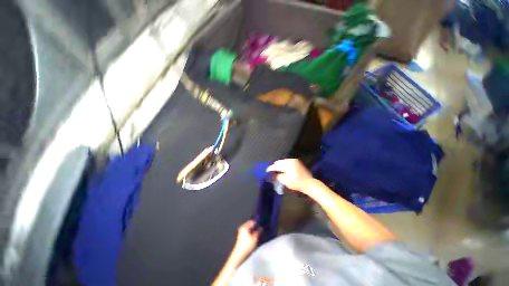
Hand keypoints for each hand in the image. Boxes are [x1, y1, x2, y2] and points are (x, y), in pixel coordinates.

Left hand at [233, 220, 261, 258]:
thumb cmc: (247, 245)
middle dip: (255, 226)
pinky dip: (251, 232)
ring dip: (253, 230)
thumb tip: (261, 227)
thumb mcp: (255, 238)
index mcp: (244, 226)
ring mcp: (241, 232)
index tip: (262, 224)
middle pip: (250, 224)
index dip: (257, 222)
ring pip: (249, 228)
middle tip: (261, 228)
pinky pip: (247, 232)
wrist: (239, 255)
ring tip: (259, 232)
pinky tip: (255, 236)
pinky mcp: (241, 237)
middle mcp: (242, 228)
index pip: (252, 221)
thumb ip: (259, 231)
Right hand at [266, 159, 313, 193]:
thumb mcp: (285, 181)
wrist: (309, 183)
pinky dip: (284, 164)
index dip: (271, 168)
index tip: (267, 171)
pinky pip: (287, 161)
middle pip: (279, 162)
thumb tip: (273, 174)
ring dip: (279, 165)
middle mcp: (290, 160)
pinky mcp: (296, 162)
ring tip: (276, 170)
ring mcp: (294, 160)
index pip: (276, 165)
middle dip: (275, 166)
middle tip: (271, 171)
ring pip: (283, 161)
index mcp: (287, 164)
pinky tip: (282, 169)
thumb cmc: (297, 183)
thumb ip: (278, 176)